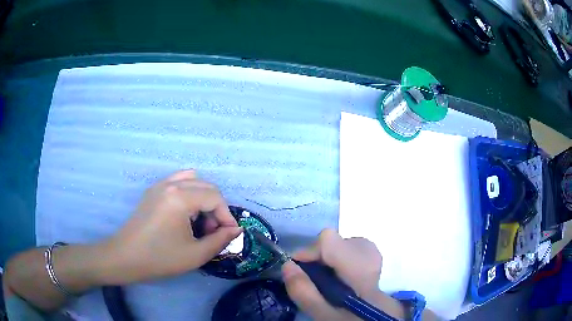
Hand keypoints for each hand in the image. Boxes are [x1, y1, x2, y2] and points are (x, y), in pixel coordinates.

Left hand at [102, 170, 240, 283]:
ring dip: (203, 197)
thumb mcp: (195, 254)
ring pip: (192, 180)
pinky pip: (177, 182)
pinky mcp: (152, 191)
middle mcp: (171, 184)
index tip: (229, 234)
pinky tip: (185, 213)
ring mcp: (159, 185)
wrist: (126, 257)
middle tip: (214, 230)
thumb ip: (220, 240)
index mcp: (180, 197)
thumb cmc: (160, 258)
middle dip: (216, 207)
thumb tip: (235, 230)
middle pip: (205, 186)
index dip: (226, 216)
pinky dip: (188, 192)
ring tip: (200, 220)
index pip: (215, 197)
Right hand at [282, 229, 404, 320]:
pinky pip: (353, 248)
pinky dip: (342, 257)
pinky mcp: (376, 259)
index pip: (330, 241)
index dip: (309, 251)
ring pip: (344, 243)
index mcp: (359, 271)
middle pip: (336, 240)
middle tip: (314, 277)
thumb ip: (304, 292)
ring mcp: (376, 257)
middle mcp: (371, 257)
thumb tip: (287, 265)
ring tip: (328, 277)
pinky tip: (342, 274)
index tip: (298, 268)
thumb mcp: (323, 314)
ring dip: (330, 257)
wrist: (374, 319)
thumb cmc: (349, 319)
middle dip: (319, 256)